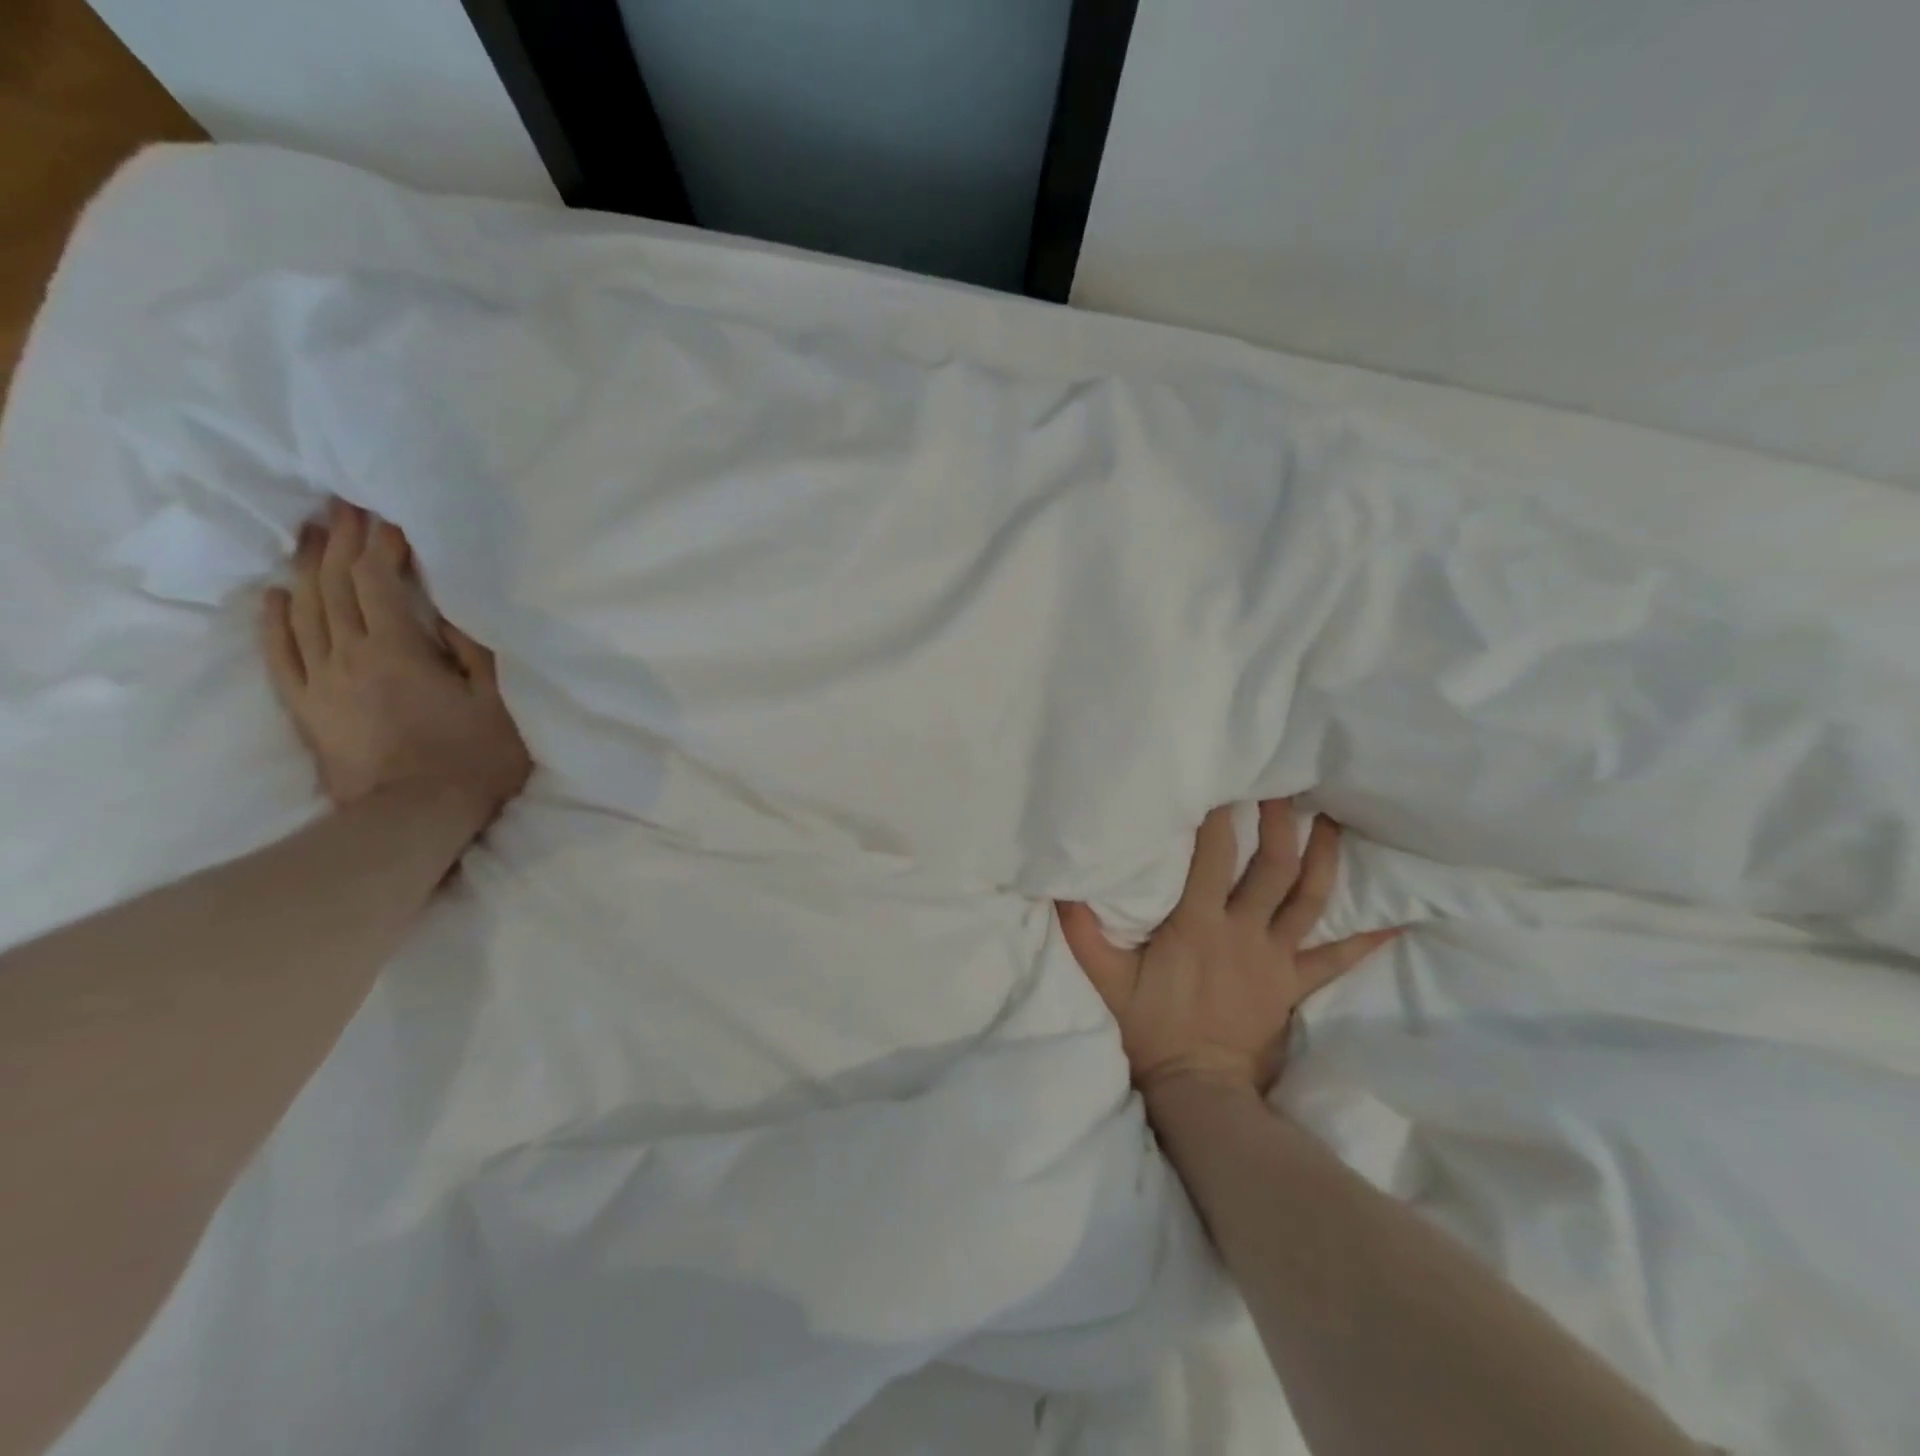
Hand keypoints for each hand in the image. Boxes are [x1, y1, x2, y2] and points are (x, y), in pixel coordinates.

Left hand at [261, 500, 531, 828]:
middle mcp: (348, 654)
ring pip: (303, 610)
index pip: (377, 580)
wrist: (412, 818)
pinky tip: (275, 596)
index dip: (380, 543)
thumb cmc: (470, 758)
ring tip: (310, 534)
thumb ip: (471, 651)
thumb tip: (444, 609)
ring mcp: (320, 681)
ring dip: (306, 568)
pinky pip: (279, 654)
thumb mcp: (495, 701)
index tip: (387, 514)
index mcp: (398, 649)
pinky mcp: (306, 707)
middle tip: (342, 505)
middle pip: (334, 585)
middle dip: (339, 541)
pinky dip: (274, 620)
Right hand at [1058, 800, 1399, 1099]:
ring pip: (1308, 899)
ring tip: (1332, 821)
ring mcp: (1274, 957)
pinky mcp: (1292, 983)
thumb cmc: (1149, 1028)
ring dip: (1322, 858)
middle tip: (1287, 787)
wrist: (1198, 1086)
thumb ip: (1082, 932)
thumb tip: (1058, 888)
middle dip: (1279, 823)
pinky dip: (1365, 940)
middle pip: (1271, 867)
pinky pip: (1335, 959)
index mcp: (1198, 924)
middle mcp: (1243, 932)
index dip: (1219, 819)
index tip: (1225, 784)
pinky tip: (1396, 921)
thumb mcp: (1105, 979)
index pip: (1212, 858)